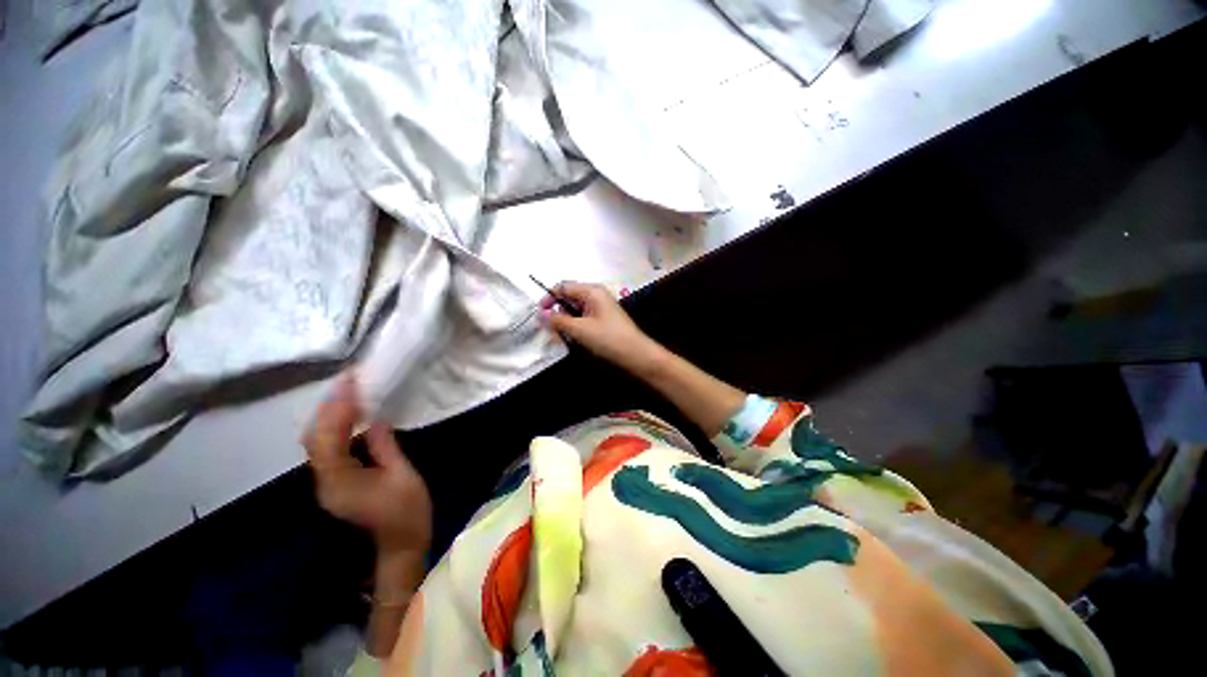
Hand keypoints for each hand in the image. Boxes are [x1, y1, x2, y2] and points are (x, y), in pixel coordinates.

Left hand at [303, 374, 432, 559]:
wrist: (400, 546)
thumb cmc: (407, 513)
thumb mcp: (404, 476)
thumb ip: (385, 447)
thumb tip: (374, 419)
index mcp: (342, 482)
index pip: (328, 439)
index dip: (336, 408)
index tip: (350, 381)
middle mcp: (325, 482)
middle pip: (314, 439)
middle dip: (328, 406)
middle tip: (349, 380)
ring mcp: (327, 483)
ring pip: (316, 442)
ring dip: (330, 414)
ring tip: (350, 390)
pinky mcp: (335, 482)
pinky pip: (327, 448)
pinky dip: (335, 426)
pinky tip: (350, 414)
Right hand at [541, 282, 666, 376]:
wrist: (636, 355)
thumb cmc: (608, 338)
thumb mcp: (580, 329)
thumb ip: (558, 320)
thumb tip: (541, 314)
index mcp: (592, 291)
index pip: (564, 286)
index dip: (549, 298)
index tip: (540, 314)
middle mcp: (596, 296)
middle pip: (569, 298)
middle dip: (557, 313)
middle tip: (550, 330)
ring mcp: (600, 308)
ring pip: (575, 310)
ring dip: (565, 322)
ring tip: (561, 337)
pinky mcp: (603, 320)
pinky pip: (583, 319)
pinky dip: (575, 327)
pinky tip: (572, 339)